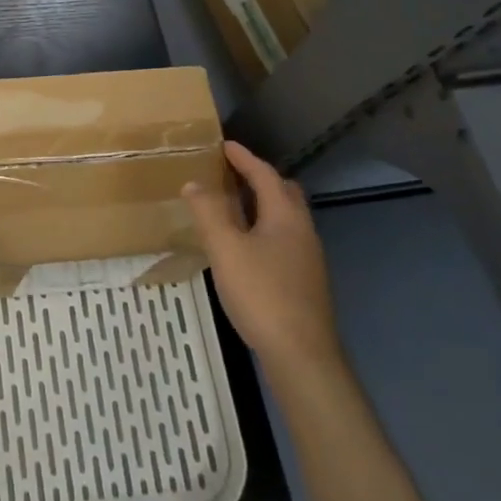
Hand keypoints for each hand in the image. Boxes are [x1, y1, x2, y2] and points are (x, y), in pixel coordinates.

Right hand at [184, 142, 341, 369]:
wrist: (301, 355)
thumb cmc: (262, 294)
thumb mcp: (226, 249)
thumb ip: (209, 213)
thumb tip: (194, 183)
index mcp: (286, 217)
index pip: (265, 175)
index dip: (244, 158)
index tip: (224, 145)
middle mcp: (302, 231)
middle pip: (284, 193)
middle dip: (259, 178)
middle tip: (231, 173)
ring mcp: (306, 258)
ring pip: (284, 218)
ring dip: (261, 204)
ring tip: (231, 205)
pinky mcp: (303, 281)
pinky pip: (282, 239)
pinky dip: (262, 228)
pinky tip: (244, 246)